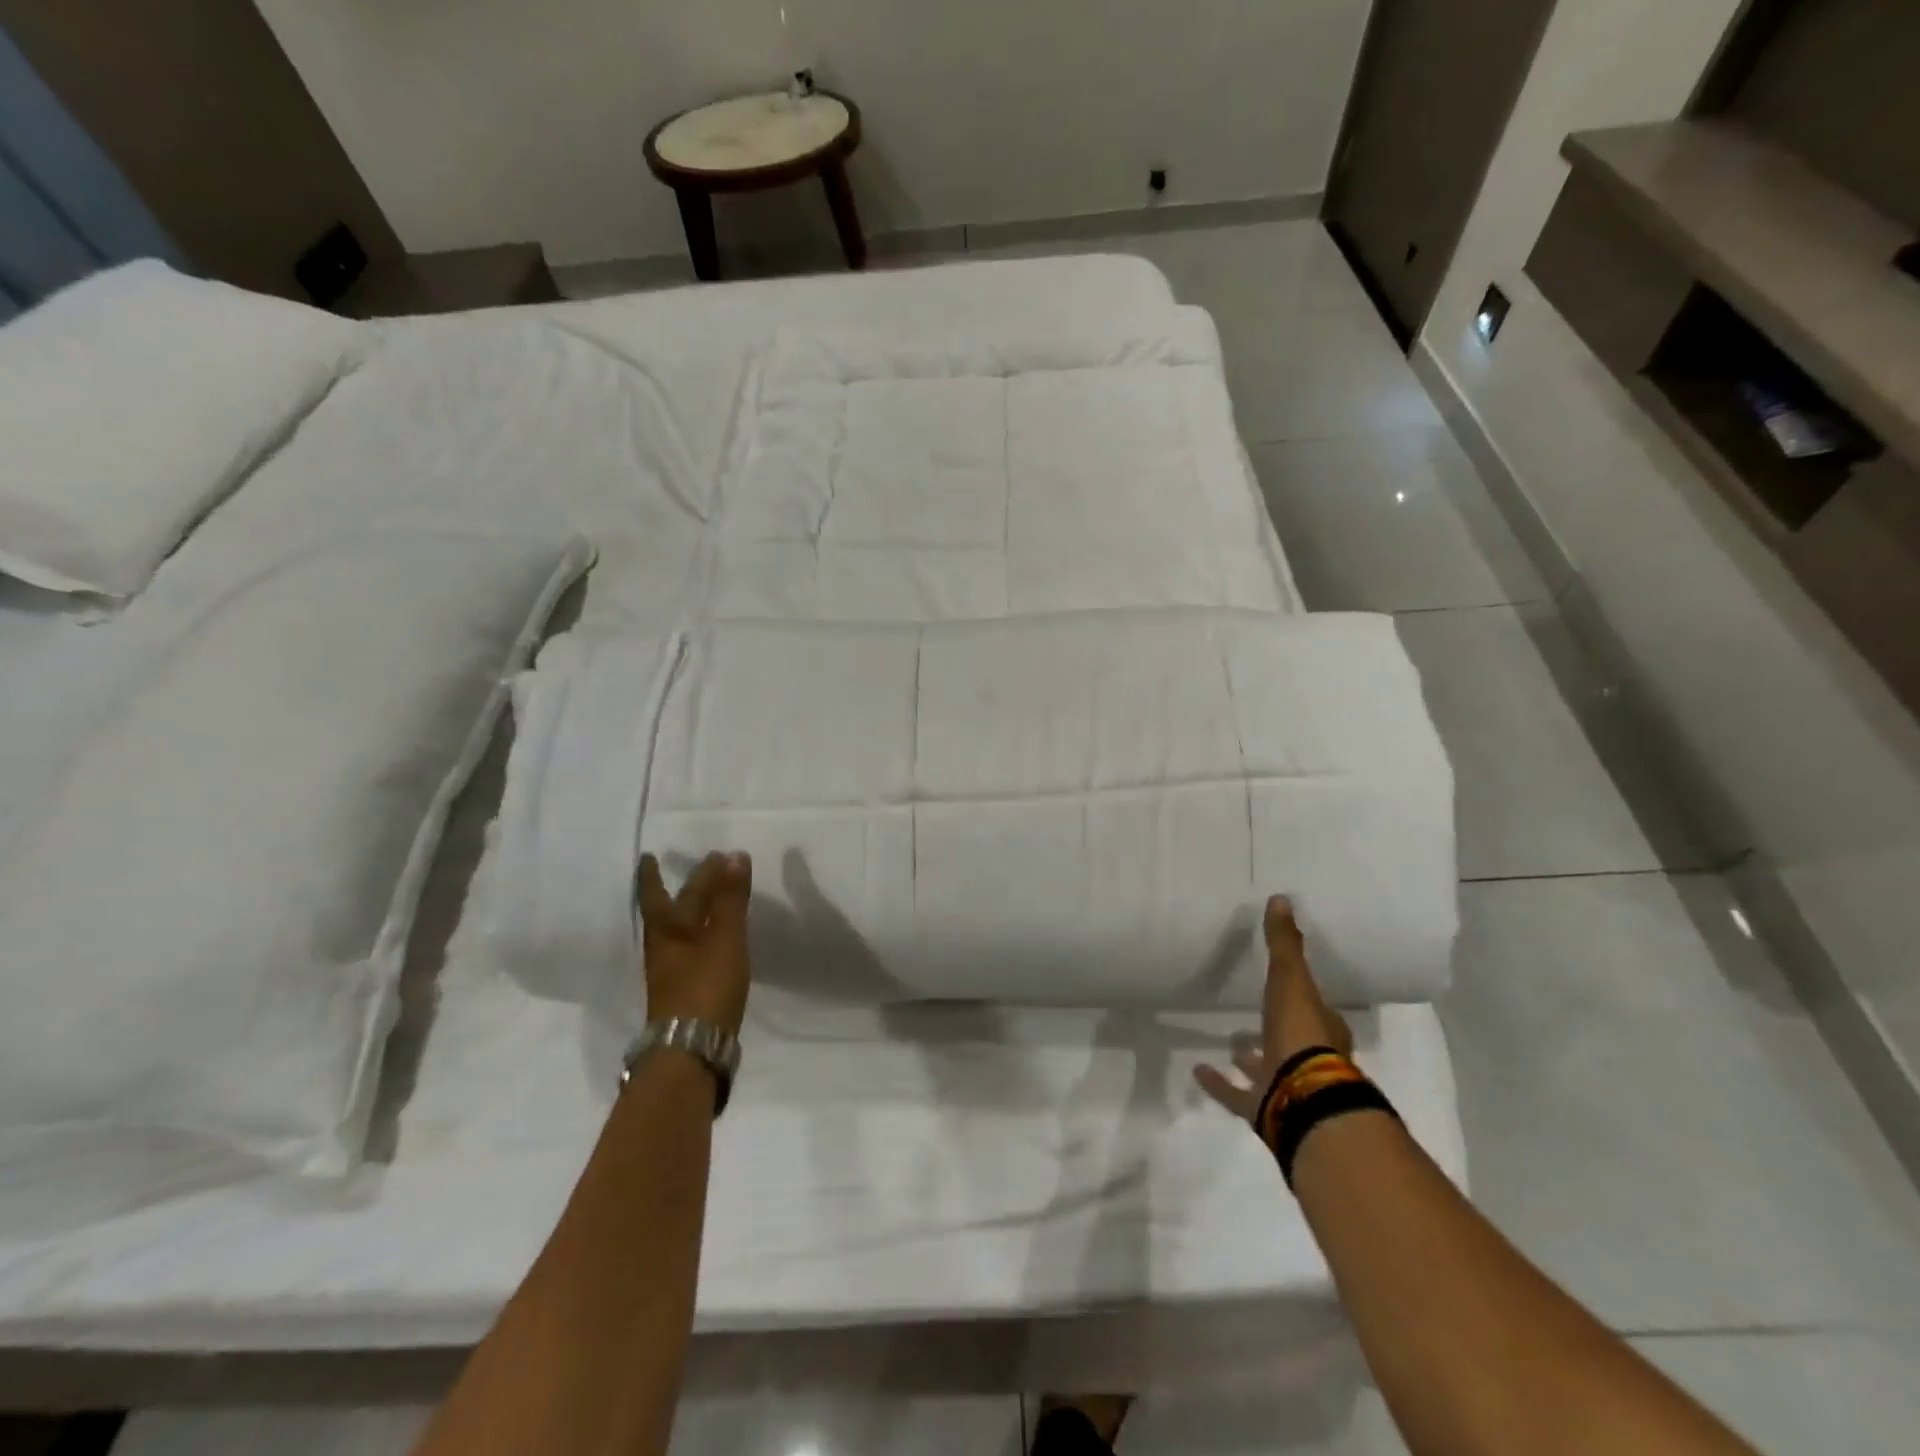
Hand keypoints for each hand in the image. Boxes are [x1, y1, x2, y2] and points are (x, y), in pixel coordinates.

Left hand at [636, 852, 752, 1035]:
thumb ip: (730, 898)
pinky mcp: (686, 989)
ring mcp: (673, 971)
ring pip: (682, 930)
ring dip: (695, 910)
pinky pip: (693, 948)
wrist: (692, 1049)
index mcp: (667, 930)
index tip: (649, 856)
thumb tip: (733, 855)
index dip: (653, 875)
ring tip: (712, 897)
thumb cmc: (706, 985)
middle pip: (674, 909)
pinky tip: (716, 938)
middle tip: (708, 866)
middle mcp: (664, 947)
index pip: (658, 893)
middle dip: (689, 887)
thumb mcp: (724, 937)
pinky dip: (704, 933)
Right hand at [1194, 896, 1351, 1122]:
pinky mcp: (1263, 1108)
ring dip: (1249, 1056)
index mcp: (1323, 1030)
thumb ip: (1284, 943)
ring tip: (1230, 1041)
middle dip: (1277, 1029)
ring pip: (1267, 1068)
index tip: (1290, 987)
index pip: (1318, 1011)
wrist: (1304, 1097)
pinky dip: (1219, 1084)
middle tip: (1257, 1013)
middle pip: (1294, 1041)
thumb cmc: (1302, 1033)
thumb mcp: (1291, 979)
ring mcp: (1286, 1086)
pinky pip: (1237, 1095)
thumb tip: (1281, 898)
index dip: (1306, 999)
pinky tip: (1198, 1071)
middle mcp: (1310, 1059)